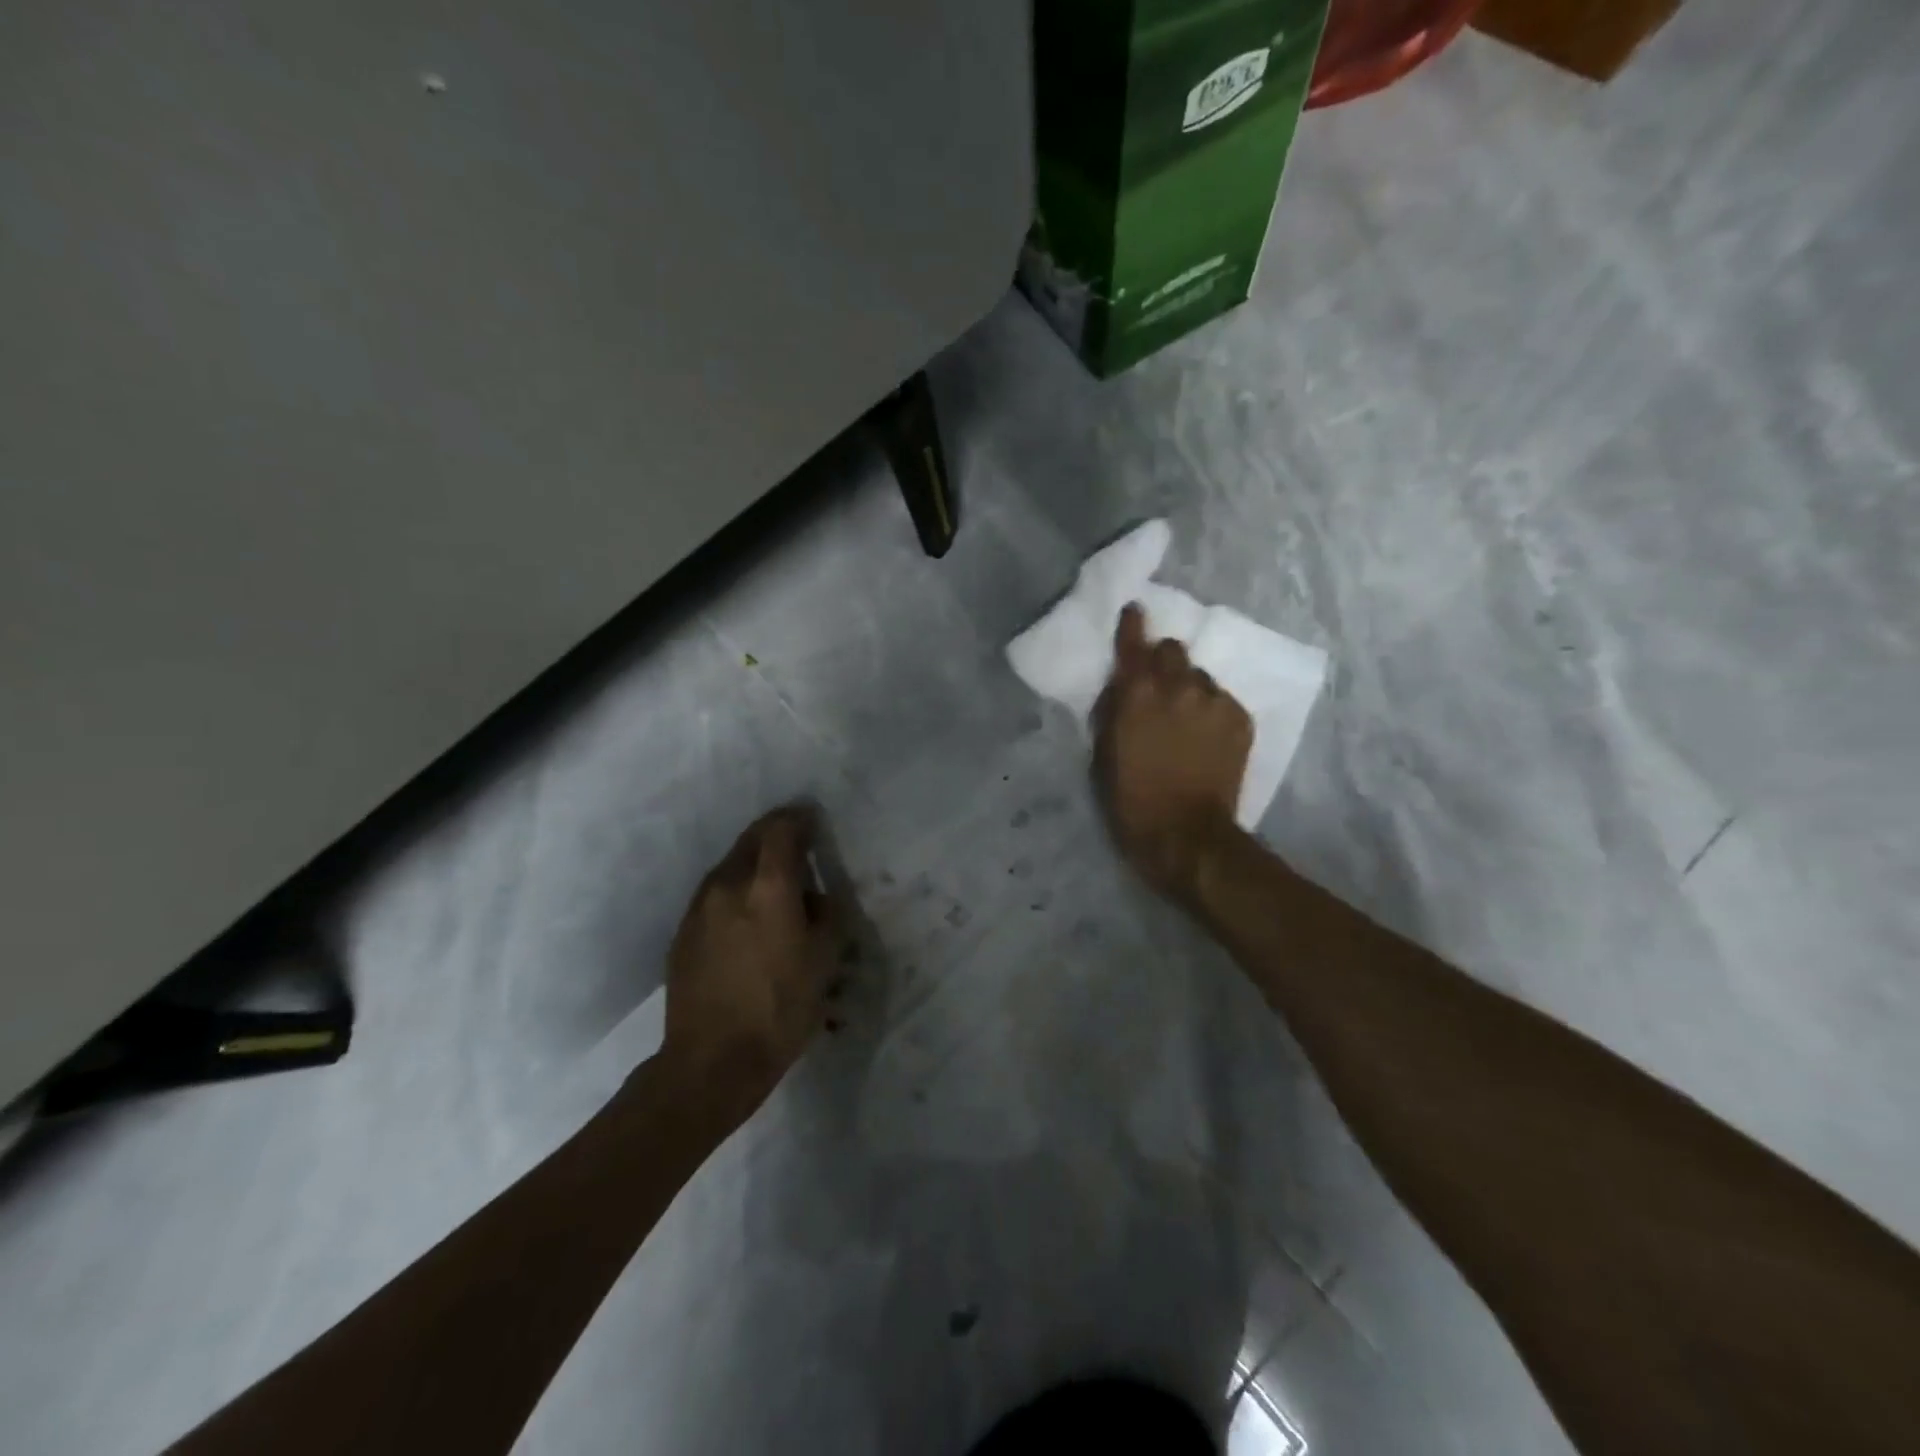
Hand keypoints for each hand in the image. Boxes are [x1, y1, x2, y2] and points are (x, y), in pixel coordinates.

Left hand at [657, 807, 839, 1130]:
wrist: (711, 1061)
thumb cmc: (780, 1009)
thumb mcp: (824, 961)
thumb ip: (825, 914)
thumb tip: (813, 896)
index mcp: (768, 886)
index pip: (782, 829)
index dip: (799, 818)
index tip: (812, 820)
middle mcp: (729, 884)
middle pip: (751, 839)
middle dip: (775, 834)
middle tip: (796, 845)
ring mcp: (700, 907)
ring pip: (730, 865)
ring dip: (753, 862)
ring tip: (772, 884)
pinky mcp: (683, 931)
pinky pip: (714, 893)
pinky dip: (734, 890)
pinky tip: (746, 918)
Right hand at [1092, 604, 1252, 900]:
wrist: (1187, 835)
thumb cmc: (1131, 799)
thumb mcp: (1104, 753)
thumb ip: (1111, 710)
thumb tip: (1120, 686)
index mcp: (1138, 694)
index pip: (1135, 643)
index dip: (1132, 624)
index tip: (1134, 611)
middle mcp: (1179, 687)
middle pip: (1173, 650)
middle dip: (1163, 661)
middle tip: (1157, 686)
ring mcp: (1214, 701)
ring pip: (1199, 677)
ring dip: (1188, 688)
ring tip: (1185, 718)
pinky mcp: (1240, 719)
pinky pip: (1221, 700)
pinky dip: (1210, 710)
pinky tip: (1206, 737)